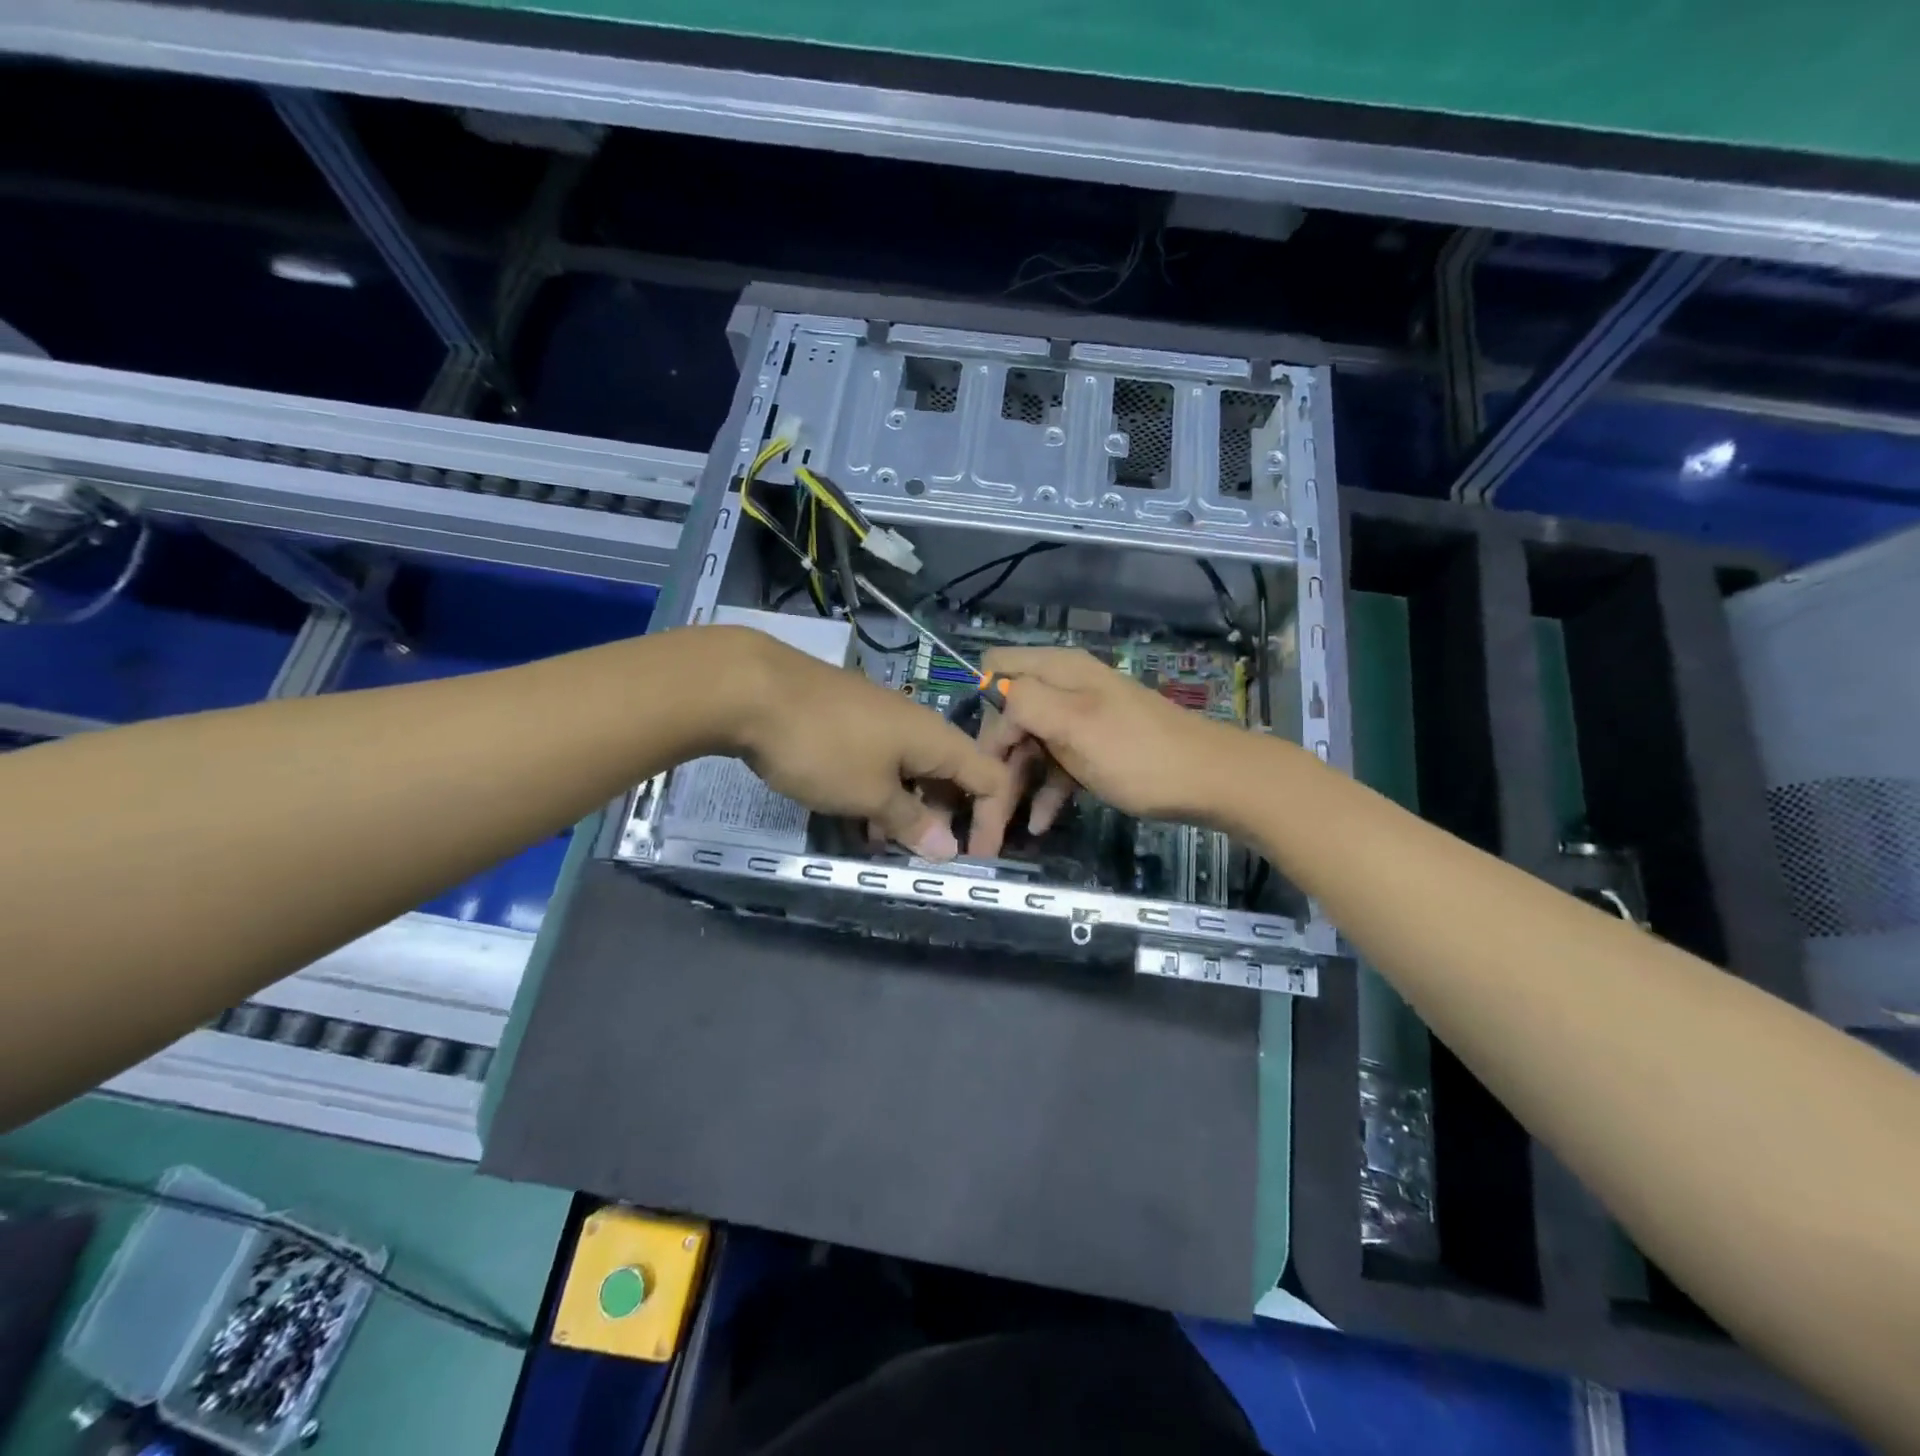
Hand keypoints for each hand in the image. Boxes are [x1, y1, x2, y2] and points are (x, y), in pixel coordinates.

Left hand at [717, 629, 1009, 859]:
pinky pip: (882, 761)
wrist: (751, 689)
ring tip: (881, 843)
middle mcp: (918, 724)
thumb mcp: (869, 795)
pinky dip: (879, 790)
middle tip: (918, 855)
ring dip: (906, 809)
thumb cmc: (822, 747)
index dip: (990, 820)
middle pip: (952, 775)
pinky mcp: (851, 718)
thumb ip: (911, 822)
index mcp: (937, 739)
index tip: (974, 858)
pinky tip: (852, 814)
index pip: (990, 777)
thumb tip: (948, 848)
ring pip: (912, 770)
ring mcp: (882, 718)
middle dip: (942, 818)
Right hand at [964, 647, 1235, 858]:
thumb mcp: (1076, 723)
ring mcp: (1079, 720)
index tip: (976, 764)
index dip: (981, 716)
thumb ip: (1025, 702)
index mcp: (1056, 671)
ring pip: (1029, 747)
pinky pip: (1056, 766)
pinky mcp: (1094, 749)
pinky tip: (1038, 824)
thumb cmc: (1139, 754)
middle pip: (1007, 717)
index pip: (993, 676)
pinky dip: (1044, 791)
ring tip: (996, 835)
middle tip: (980, 814)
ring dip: (1012, 785)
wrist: (1212, 782)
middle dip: (991, 763)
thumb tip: (987, 693)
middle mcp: (1063, 689)